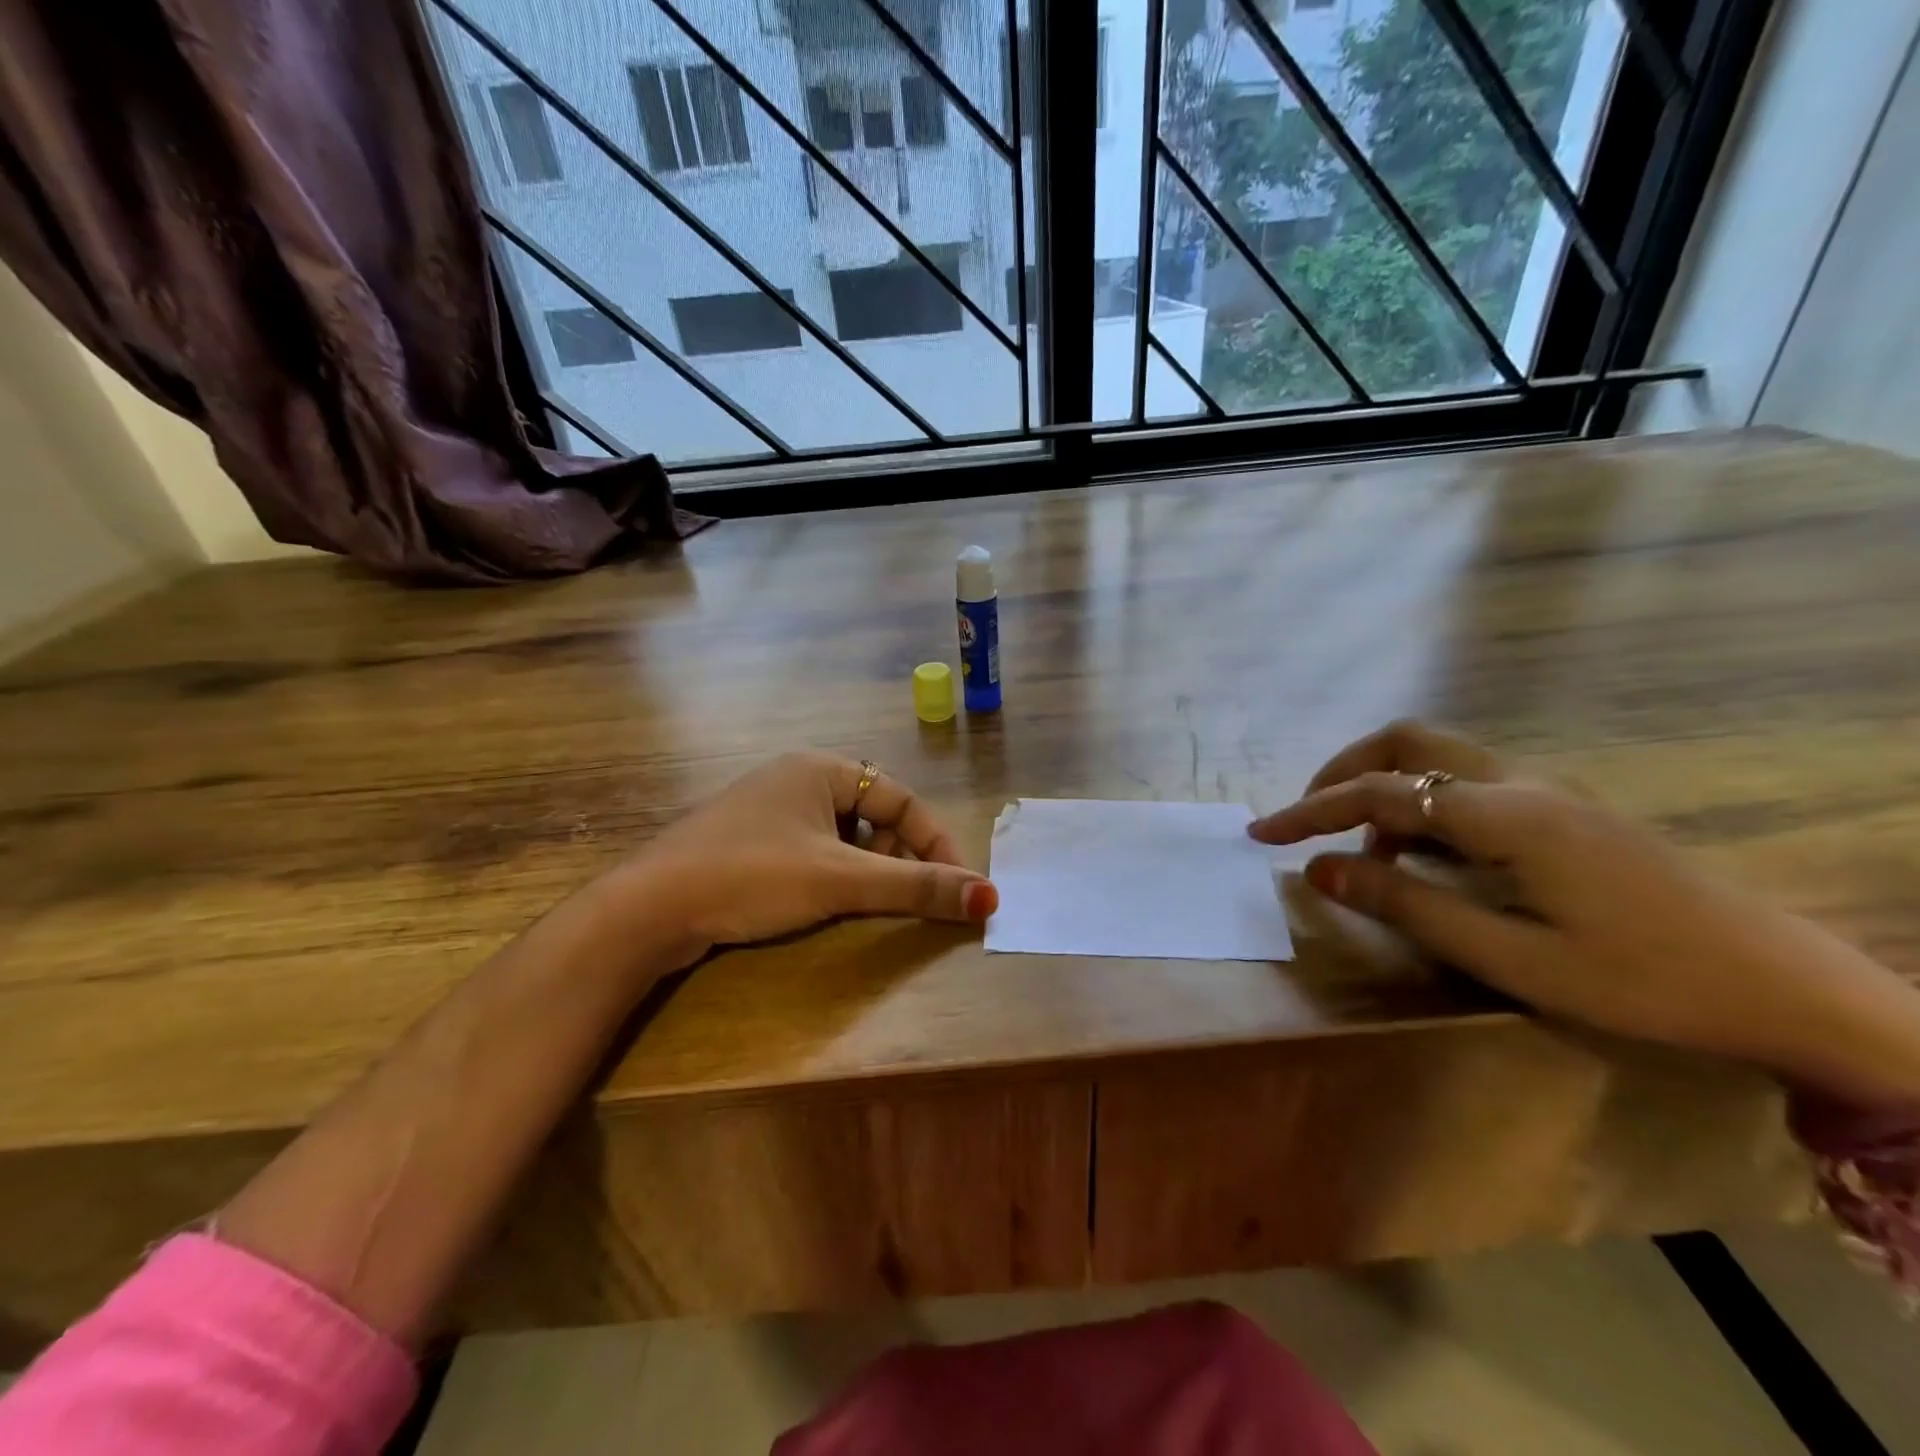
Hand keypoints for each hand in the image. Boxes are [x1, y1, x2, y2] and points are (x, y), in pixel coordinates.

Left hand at [615, 753, 997, 959]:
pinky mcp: (747, 841)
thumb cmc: (752, 876)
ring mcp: (767, 809)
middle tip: (905, 896)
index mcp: (820, 767)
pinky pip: (811, 849)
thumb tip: (990, 898)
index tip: (955, 885)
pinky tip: (822, 901)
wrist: (648, 909)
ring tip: (865, 902)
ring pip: (841, 835)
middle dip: (897, 856)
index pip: (901, 797)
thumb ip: (916, 888)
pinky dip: (832, 873)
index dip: (935, 841)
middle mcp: (795, 778)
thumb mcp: (840, 880)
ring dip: (865, 867)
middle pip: (873, 814)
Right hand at [1250, 721, 1919, 1102]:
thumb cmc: (1644, 981)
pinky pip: (1466, 782)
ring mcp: (1545, 790)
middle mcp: (1519, 783)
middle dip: (1342, 771)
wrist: (1789, 987)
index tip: (1261, 834)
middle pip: (1406, 741)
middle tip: (1307, 819)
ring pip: (1436, 756)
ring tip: (1360, 848)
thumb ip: (1407, 905)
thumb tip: (1320, 870)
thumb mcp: (1511, 957)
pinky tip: (1422, 856)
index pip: (1378, 792)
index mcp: (1504, 814)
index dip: (1310, 810)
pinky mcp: (1561, 809)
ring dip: (1381, 785)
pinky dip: (1420, 803)